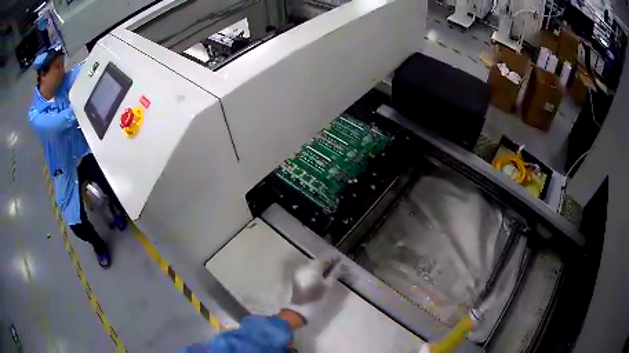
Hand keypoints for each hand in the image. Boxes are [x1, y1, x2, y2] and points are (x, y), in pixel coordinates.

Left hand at [285, 258, 341, 324]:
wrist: (300, 310)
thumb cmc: (317, 298)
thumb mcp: (329, 285)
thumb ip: (335, 273)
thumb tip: (340, 264)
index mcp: (313, 266)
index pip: (325, 259)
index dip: (334, 261)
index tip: (342, 264)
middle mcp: (305, 266)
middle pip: (318, 262)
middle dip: (328, 265)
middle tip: (338, 270)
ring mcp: (299, 272)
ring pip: (313, 267)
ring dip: (322, 270)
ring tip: (331, 275)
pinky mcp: (297, 279)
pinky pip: (308, 272)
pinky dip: (316, 274)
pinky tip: (322, 279)